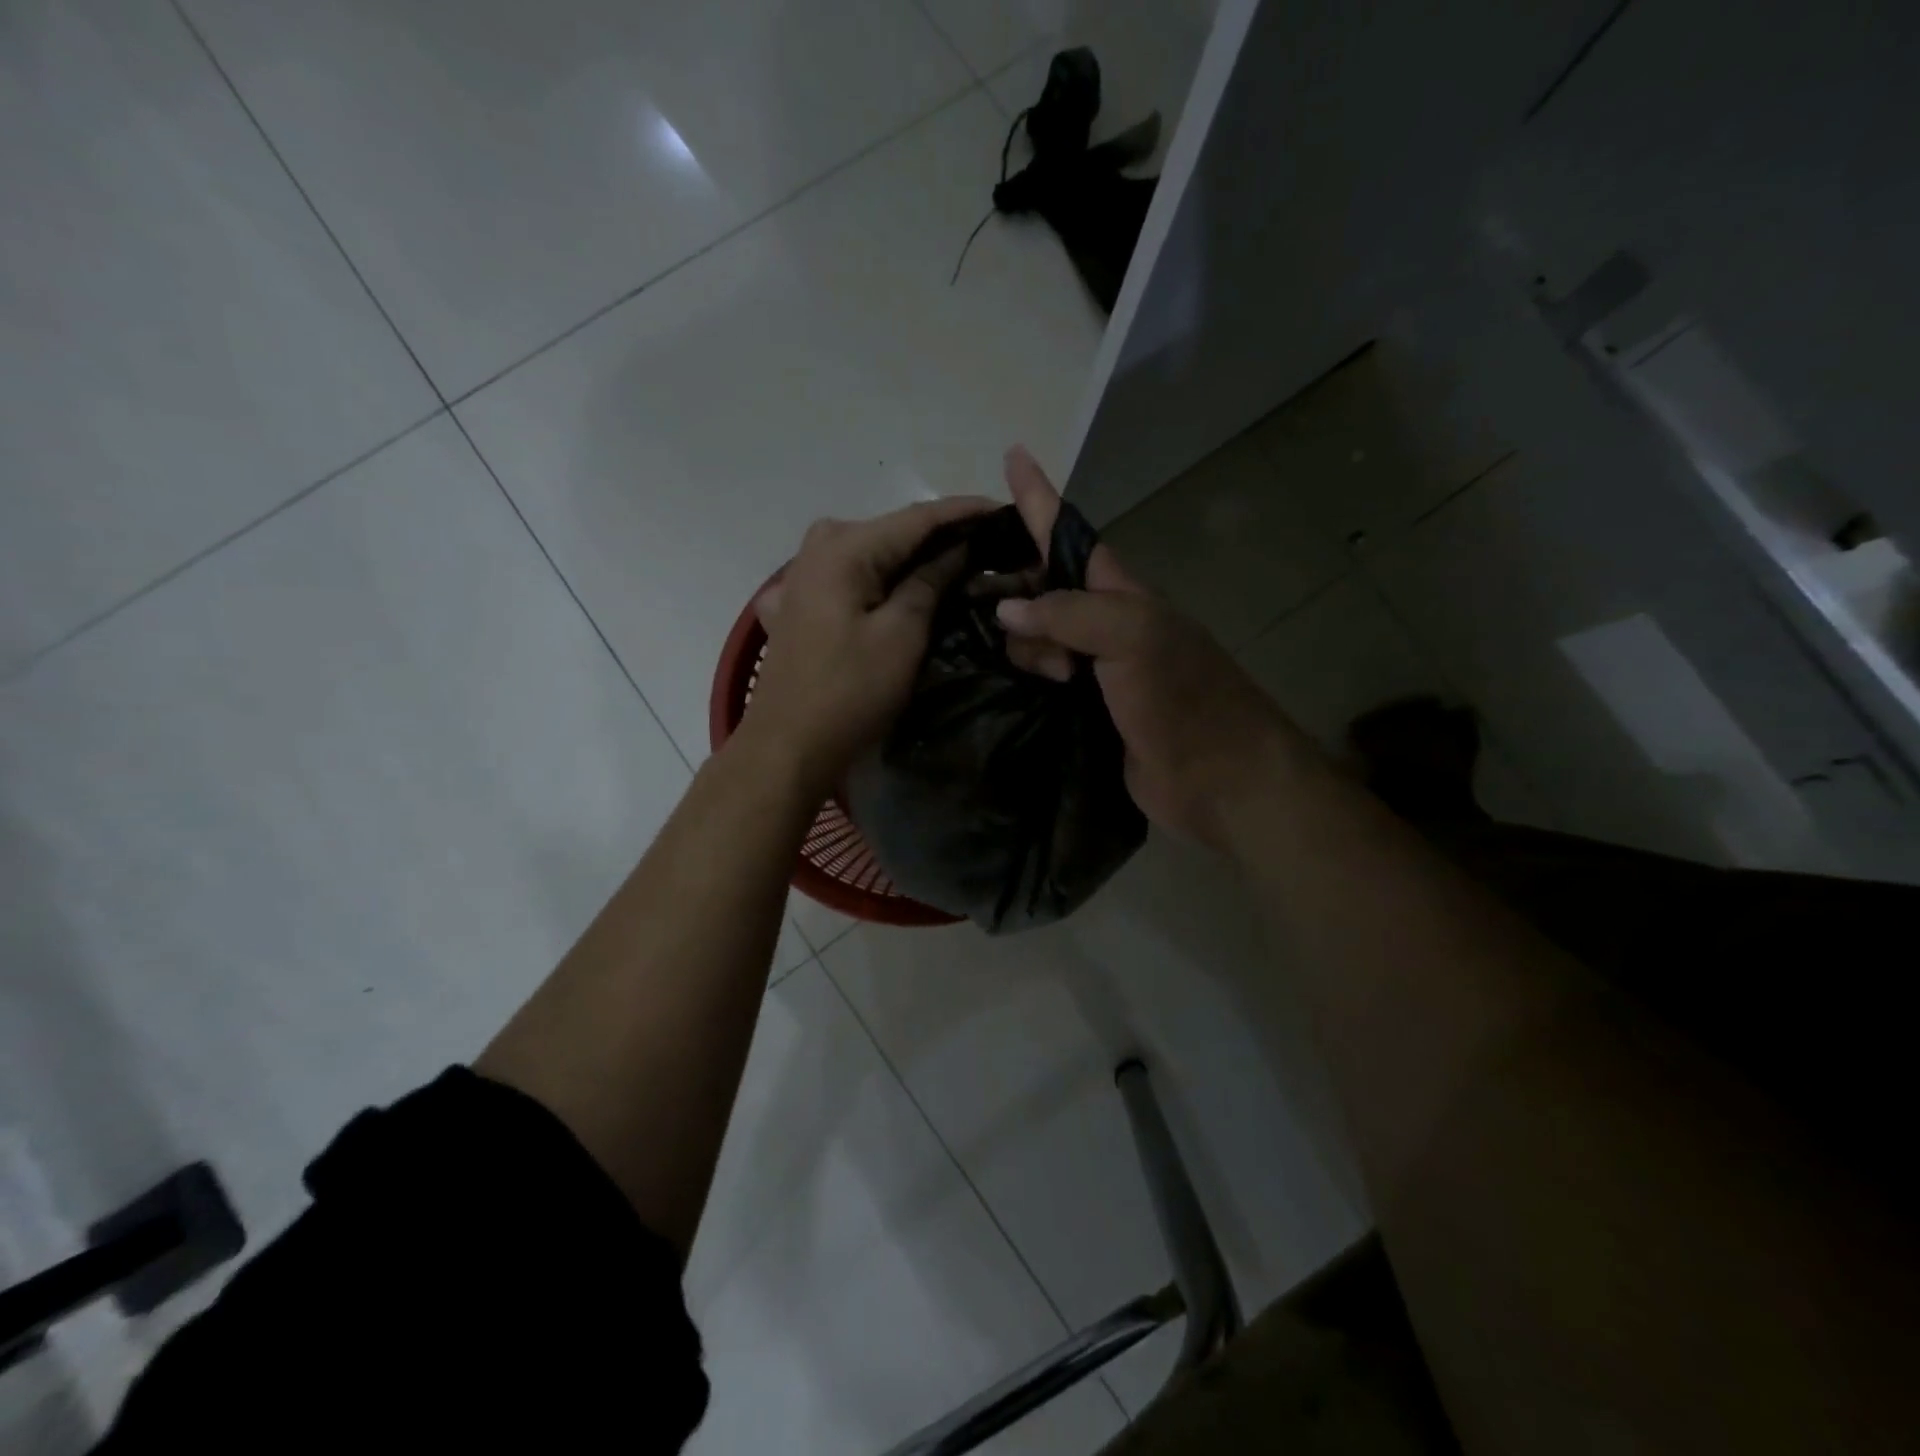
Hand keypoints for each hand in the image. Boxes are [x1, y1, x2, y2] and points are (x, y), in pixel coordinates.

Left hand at [742, 497, 991, 797]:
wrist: (787, 747)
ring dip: (913, 560)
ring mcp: (803, 576)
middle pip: (893, 533)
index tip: (1005, 511)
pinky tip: (903, 589)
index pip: (917, 517)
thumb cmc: (849, 692)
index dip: (965, 512)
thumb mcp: (901, 635)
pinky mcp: (799, 604)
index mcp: (844, 547)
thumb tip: (957, 547)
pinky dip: (882, 581)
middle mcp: (818, 547)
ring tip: (959, 566)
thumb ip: (930, 582)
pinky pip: (851, 579)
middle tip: (989, 546)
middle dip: (941, 537)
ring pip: (872, 556)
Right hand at [995, 447, 1297, 847]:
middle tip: (1003, 620)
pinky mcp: (1085, 713)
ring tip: (1045, 675)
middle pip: (1042, 587)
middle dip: (1016, 591)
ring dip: (1023, 647)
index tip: (1014, 453)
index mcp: (1120, 594)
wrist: (1220, 779)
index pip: (1069, 535)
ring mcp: (1095, 670)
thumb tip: (1007, 606)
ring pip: (1036, 638)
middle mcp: (1105, 625)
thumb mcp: (1131, 637)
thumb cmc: (1183, 698)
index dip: (1040, 497)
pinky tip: (1005, 683)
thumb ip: (1067, 614)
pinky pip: (1040, 682)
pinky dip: (1023, 678)